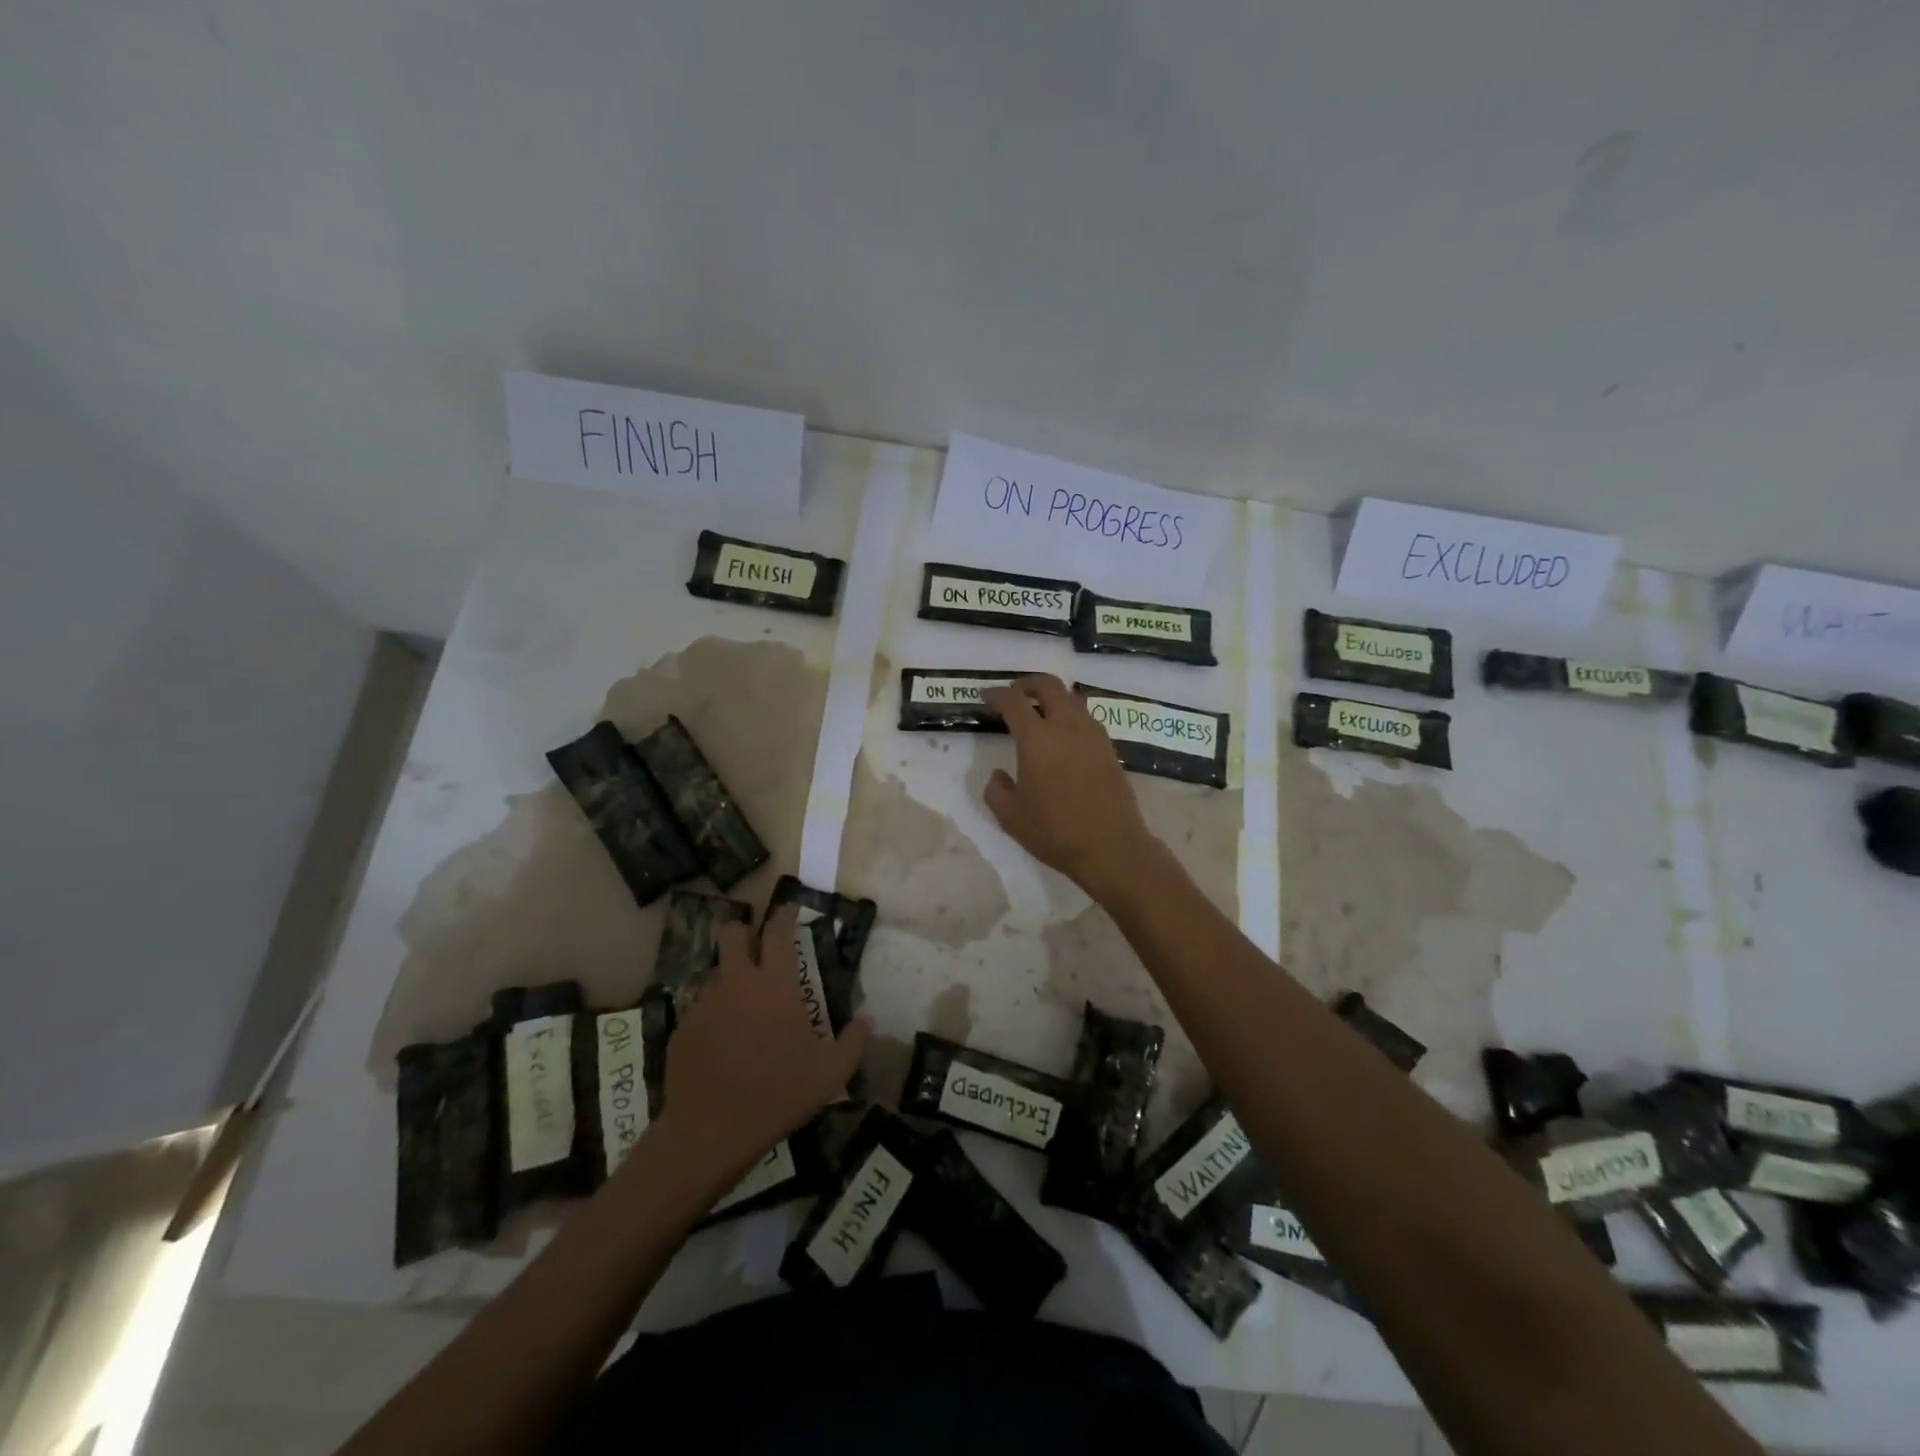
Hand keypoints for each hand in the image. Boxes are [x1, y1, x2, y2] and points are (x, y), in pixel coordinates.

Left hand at [656, 907, 868, 1180]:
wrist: (711, 1130)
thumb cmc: (779, 1093)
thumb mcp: (830, 1074)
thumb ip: (853, 1042)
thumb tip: (868, 1019)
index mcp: (776, 984)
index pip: (777, 932)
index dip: (783, 915)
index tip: (788, 909)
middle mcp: (738, 982)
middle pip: (732, 934)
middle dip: (742, 931)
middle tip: (753, 945)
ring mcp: (705, 1003)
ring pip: (714, 972)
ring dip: (728, 977)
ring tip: (740, 1004)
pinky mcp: (683, 1027)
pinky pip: (699, 1007)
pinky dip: (712, 1013)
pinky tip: (721, 1039)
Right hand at [981, 674, 1163, 902]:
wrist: (1111, 847)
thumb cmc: (1055, 832)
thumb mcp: (1011, 817)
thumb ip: (997, 790)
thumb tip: (999, 774)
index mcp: (1038, 739)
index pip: (1014, 701)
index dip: (996, 695)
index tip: (985, 697)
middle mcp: (1067, 727)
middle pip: (1049, 685)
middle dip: (1027, 684)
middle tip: (1014, 696)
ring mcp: (1093, 735)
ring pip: (1072, 699)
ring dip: (1052, 699)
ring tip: (1039, 715)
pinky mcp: (1109, 749)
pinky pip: (1086, 719)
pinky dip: (1070, 717)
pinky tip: (1063, 739)